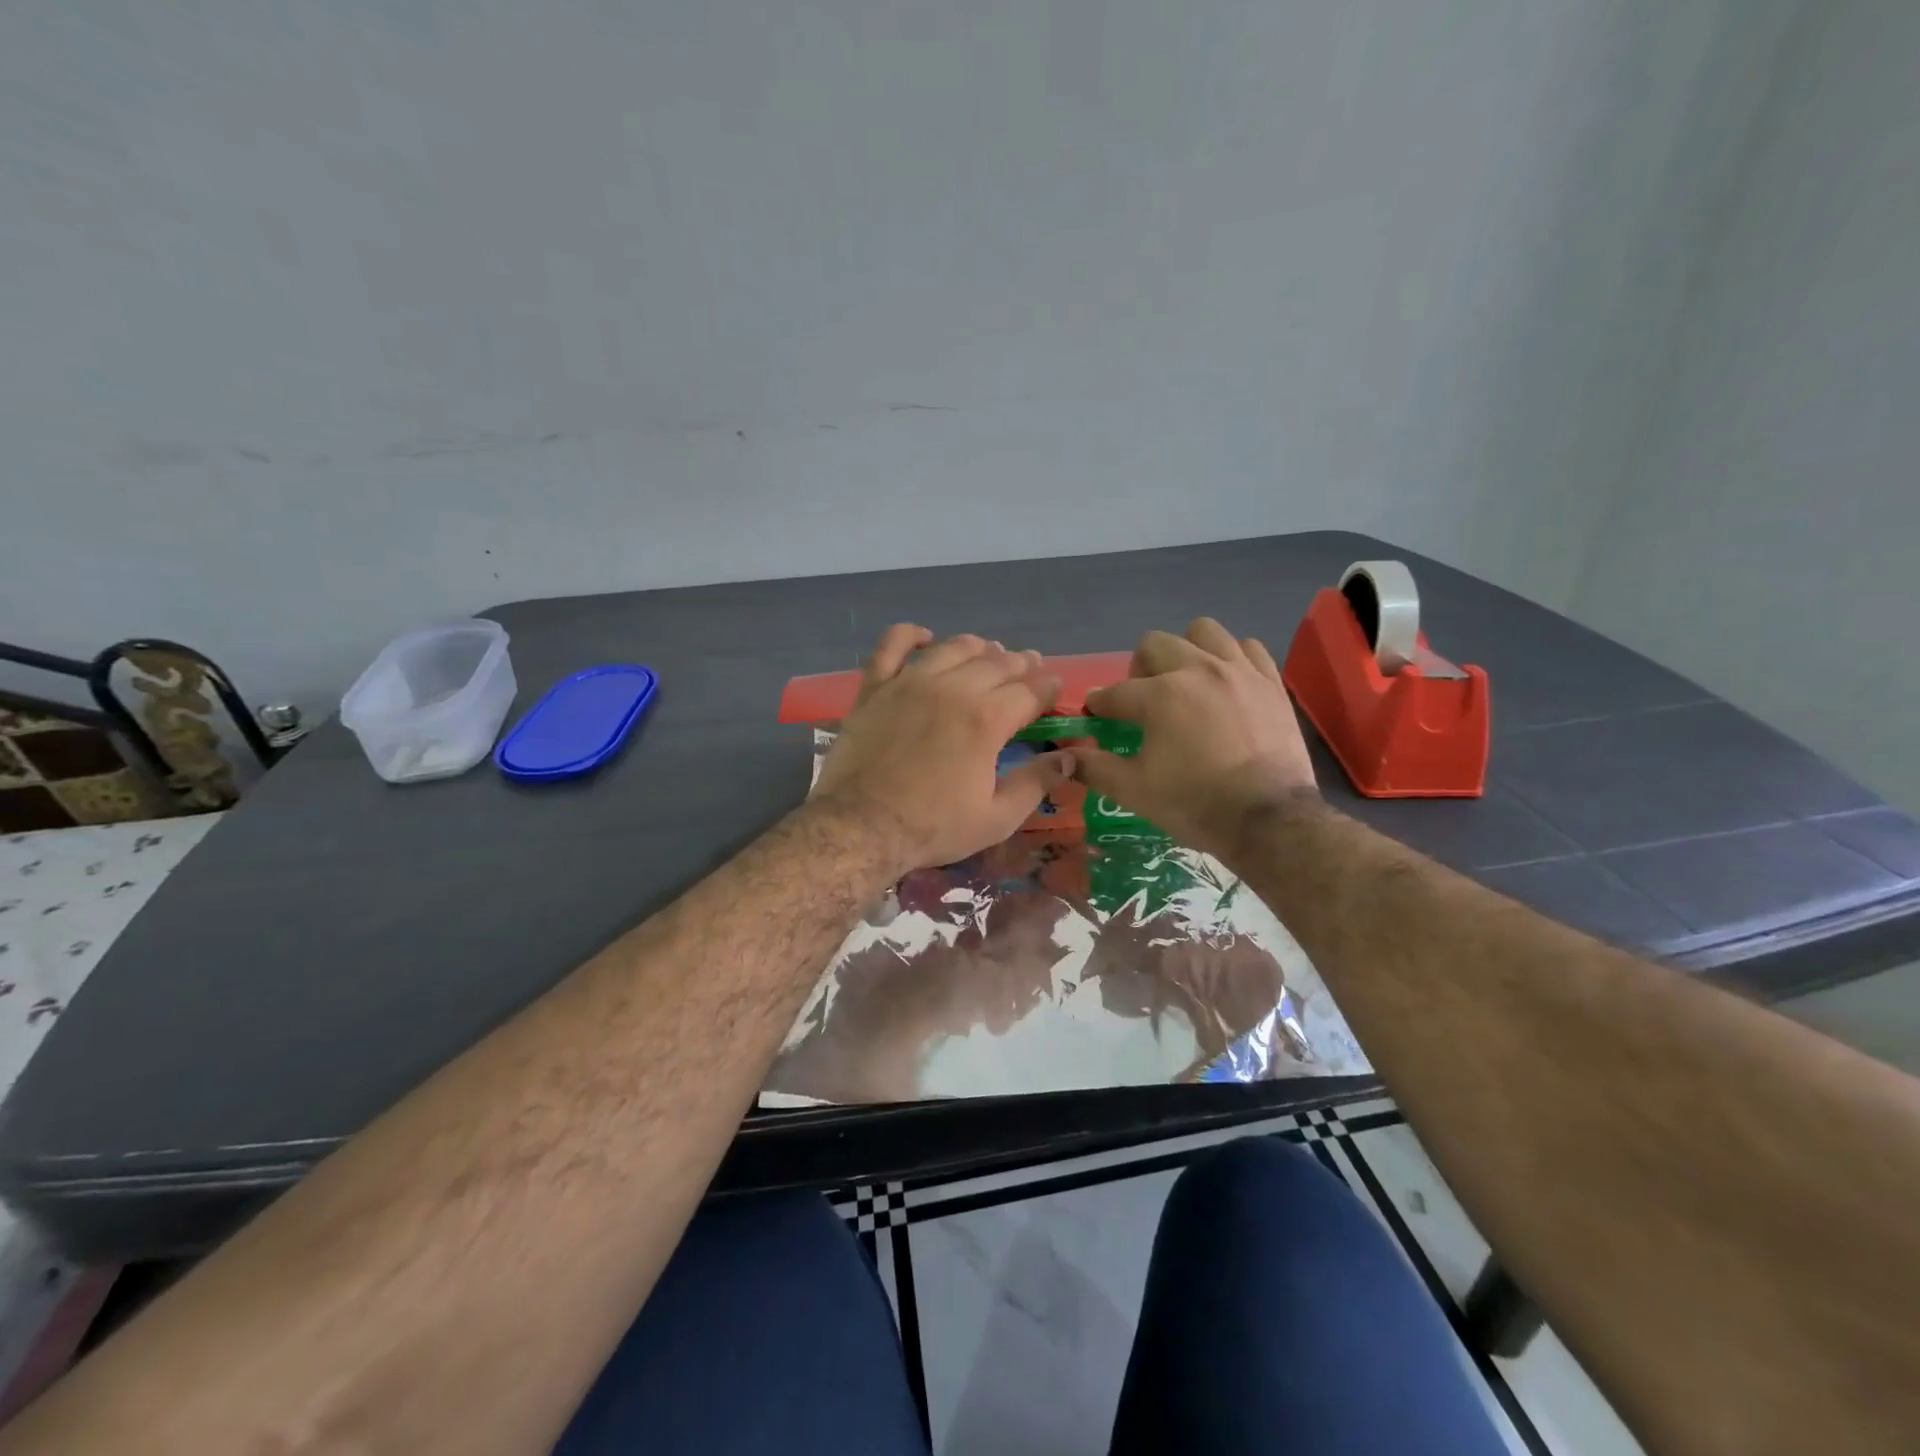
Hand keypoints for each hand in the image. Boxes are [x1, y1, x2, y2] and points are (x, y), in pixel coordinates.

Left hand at [812, 625, 1071, 872]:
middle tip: (1030, 666)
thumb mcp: (997, 818)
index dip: (1047, 688)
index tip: (1054, 688)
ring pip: (952, 648)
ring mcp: (910, 683)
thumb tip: (1070, 758)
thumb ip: (1036, 783)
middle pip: (996, 664)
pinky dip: (910, 635)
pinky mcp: (875, 688)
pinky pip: (892, 645)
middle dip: (1020, 663)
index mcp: (987, 719)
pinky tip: (925, 637)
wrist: (860, 827)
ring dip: (978, 647)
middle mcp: (952, 689)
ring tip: (989, 651)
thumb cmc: (933, 827)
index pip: (1029, 692)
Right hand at [1074, 618, 1317, 860]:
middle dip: (1138, 669)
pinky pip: (1248, 648)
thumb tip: (1065, 755)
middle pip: (1154, 645)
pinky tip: (1226, 682)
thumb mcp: (1134, 791)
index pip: (1114, 693)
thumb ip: (1094, 767)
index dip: (1099, 705)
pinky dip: (1231, 658)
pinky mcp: (1270, 682)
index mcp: (1159, 695)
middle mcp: (1197, 670)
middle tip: (1142, 700)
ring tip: (1185, 681)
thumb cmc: (1195, 804)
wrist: (1270, 820)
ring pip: (1203, 632)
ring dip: (1186, 650)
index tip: (1096, 716)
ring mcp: (1239, 671)